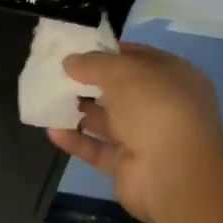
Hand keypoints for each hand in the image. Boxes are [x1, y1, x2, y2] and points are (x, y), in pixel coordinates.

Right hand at [46, 43, 222, 222]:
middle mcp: (163, 107)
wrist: (173, 172)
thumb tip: (70, 61)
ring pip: (108, 121)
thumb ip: (93, 63)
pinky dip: (76, 140)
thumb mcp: (121, 71)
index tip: (76, 50)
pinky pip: (98, 149)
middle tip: (57, 74)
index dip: (108, 52)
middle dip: (90, 83)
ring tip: (49, 99)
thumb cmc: (155, 106)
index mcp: (173, 77)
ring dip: (80, 111)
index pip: (137, 58)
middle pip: (121, 91)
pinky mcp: (128, 167)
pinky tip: (51, 130)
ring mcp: (147, 139)